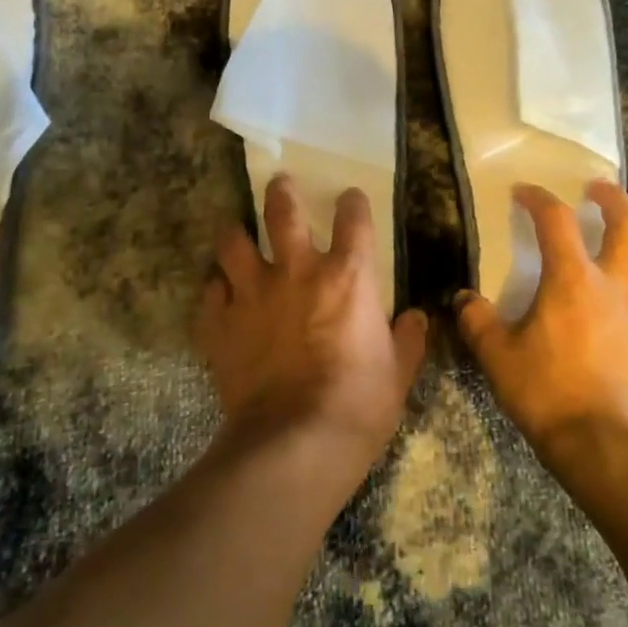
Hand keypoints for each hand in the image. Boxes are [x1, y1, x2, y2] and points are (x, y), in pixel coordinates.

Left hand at [195, 176, 428, 478]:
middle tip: (280, 184)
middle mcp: (296, 272)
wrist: (296, 442)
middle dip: (281, 192)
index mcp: (347, 277)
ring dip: (235, 236)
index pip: (353, 219)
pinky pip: (210, 294)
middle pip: (282, 212)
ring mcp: (252, 294)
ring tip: (236, 235)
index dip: (352, 203)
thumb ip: (408, 340)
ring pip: (232, 244)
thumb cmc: (359, 405)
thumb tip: (417, 319)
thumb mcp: (398, 373)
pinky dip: (215, 292)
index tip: (350, 199)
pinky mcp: (220, 324)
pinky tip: (219, 297)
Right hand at [456, 180, 627, 457]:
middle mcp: (619, 284)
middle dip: (613, 198)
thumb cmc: (547, 394)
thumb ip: (477, 321)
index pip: (556, 220)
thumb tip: (463, 300)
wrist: (606, 447)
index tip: (524, 192)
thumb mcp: (497, 357)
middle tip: (598, 189)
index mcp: (573, 280)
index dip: (538, 198)